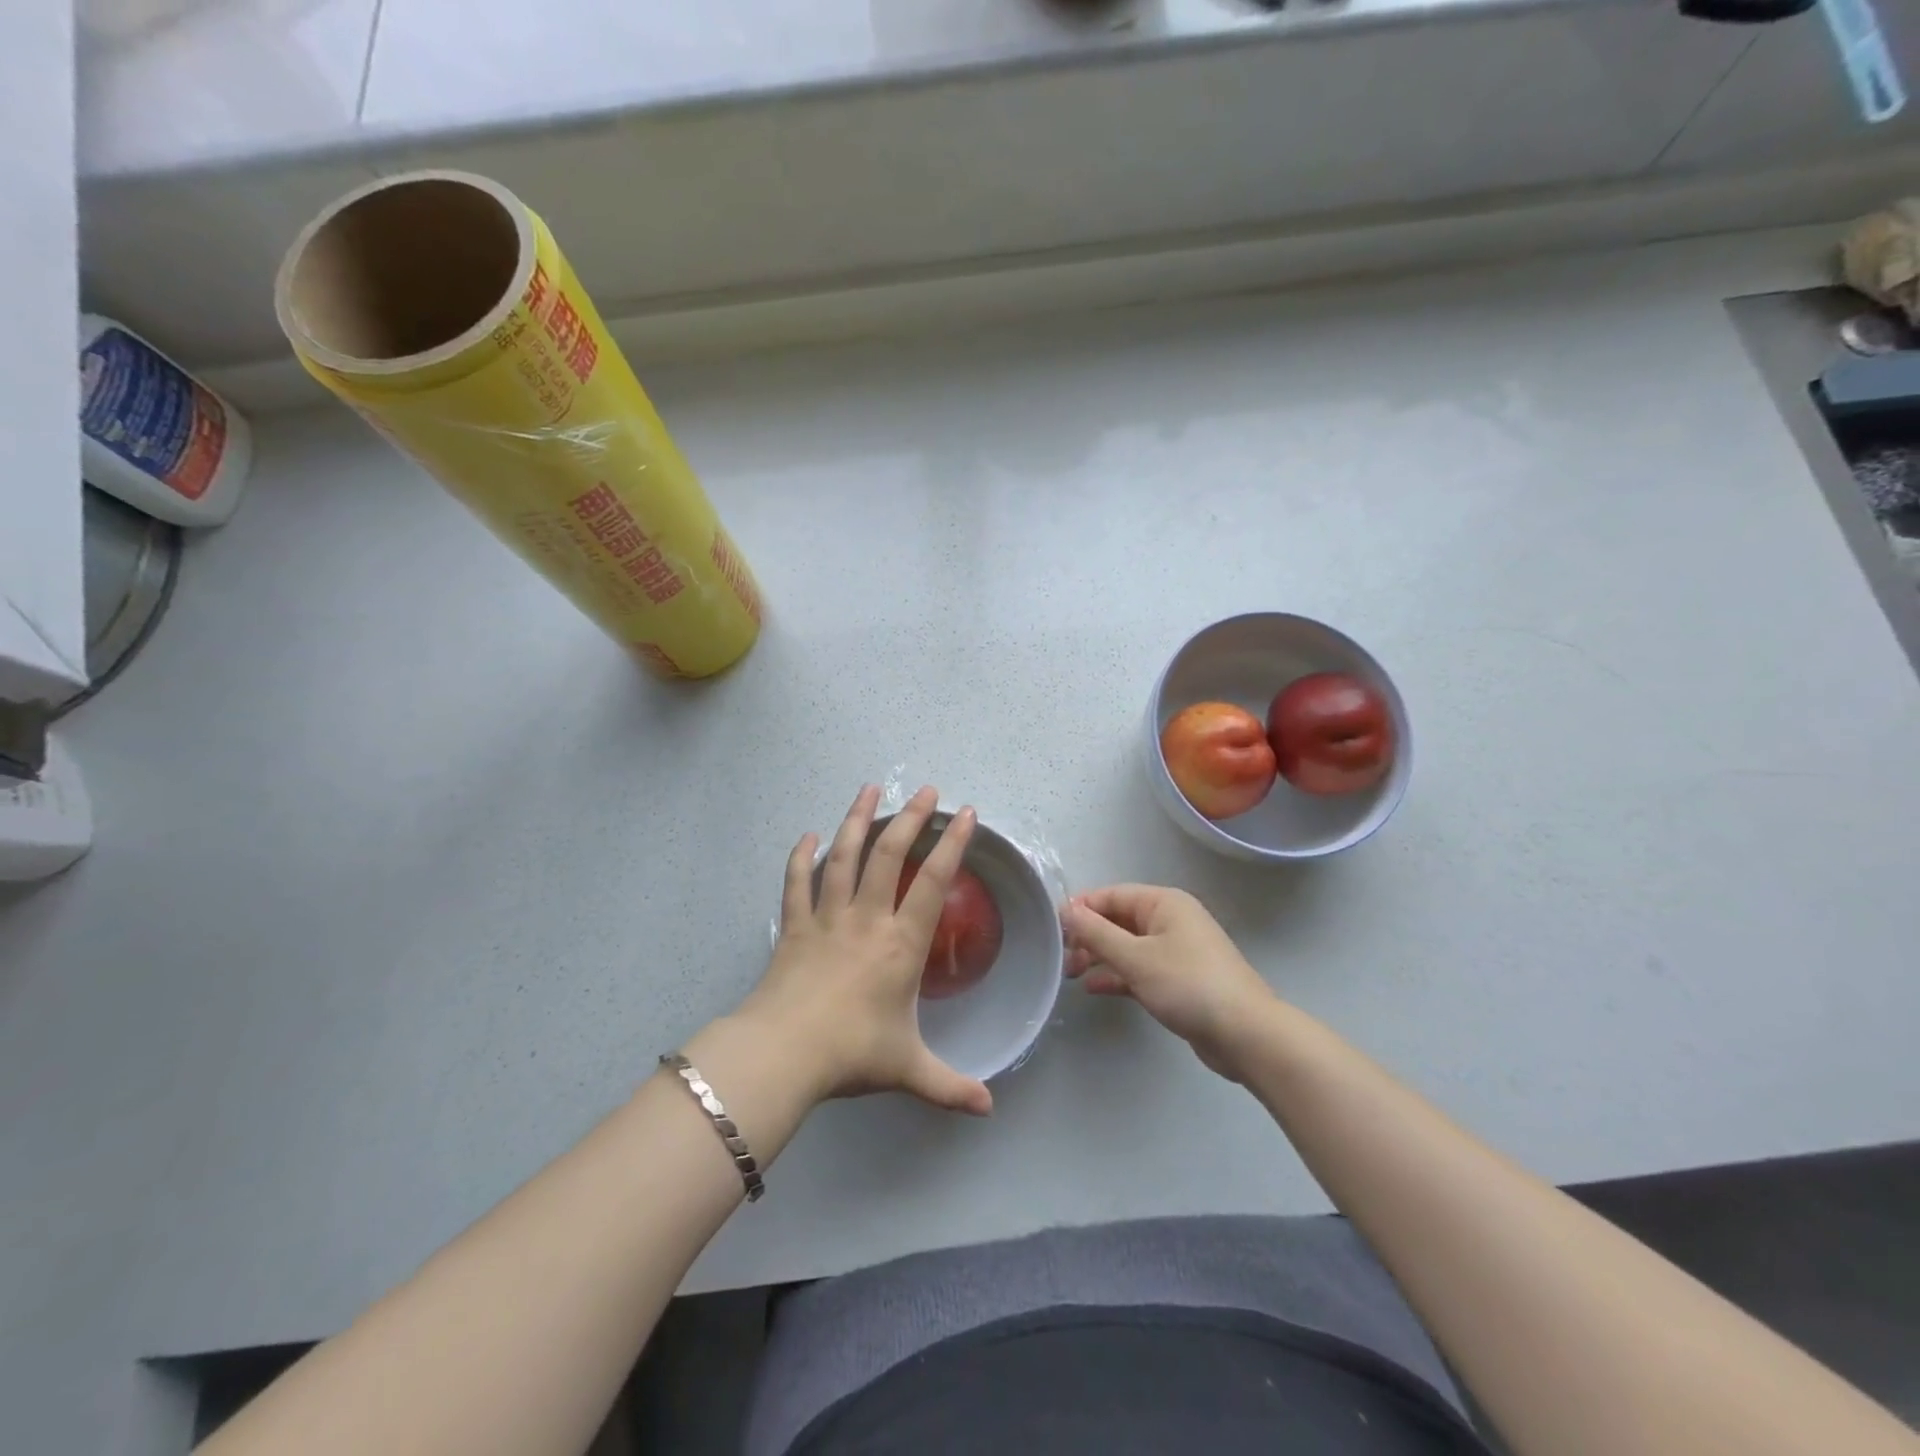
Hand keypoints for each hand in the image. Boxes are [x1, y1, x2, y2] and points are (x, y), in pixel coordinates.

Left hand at [733, 784, 992, 1116]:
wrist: (782, 1055)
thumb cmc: (851, 1054)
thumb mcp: (909, 1070)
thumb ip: (950, 1087)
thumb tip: (989, 1109)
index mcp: (899, 944)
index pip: (932, 882)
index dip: (951, 844)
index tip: (965, 814)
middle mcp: (866, 919)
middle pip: (889, 855)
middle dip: (910, 818)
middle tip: (926, 790)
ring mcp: (825, 918)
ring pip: (843, 857)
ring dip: (857, 820)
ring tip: (869, 788)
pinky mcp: (793, 927)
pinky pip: (796, 884)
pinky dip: (801, 858)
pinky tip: (807, 836)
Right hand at [1063, 885, 1277, 1078]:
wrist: (1245, 1034)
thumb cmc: (1188, 985)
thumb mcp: (1135, 957)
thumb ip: (1096, 933)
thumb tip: (1065, 910)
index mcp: (1163, 903)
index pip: (1111, 895)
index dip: (1081, 909)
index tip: (1053, 931)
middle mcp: (1170, 920)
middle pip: (1118, 920)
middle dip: (1089, 937)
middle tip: (1064, 960)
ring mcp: (1176, 951)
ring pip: (1127, 946)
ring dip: (1099, 957)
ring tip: (1072, 975)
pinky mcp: (1178, 980)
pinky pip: (1139, 969)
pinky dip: (1117, 975)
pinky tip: (1094, 988)